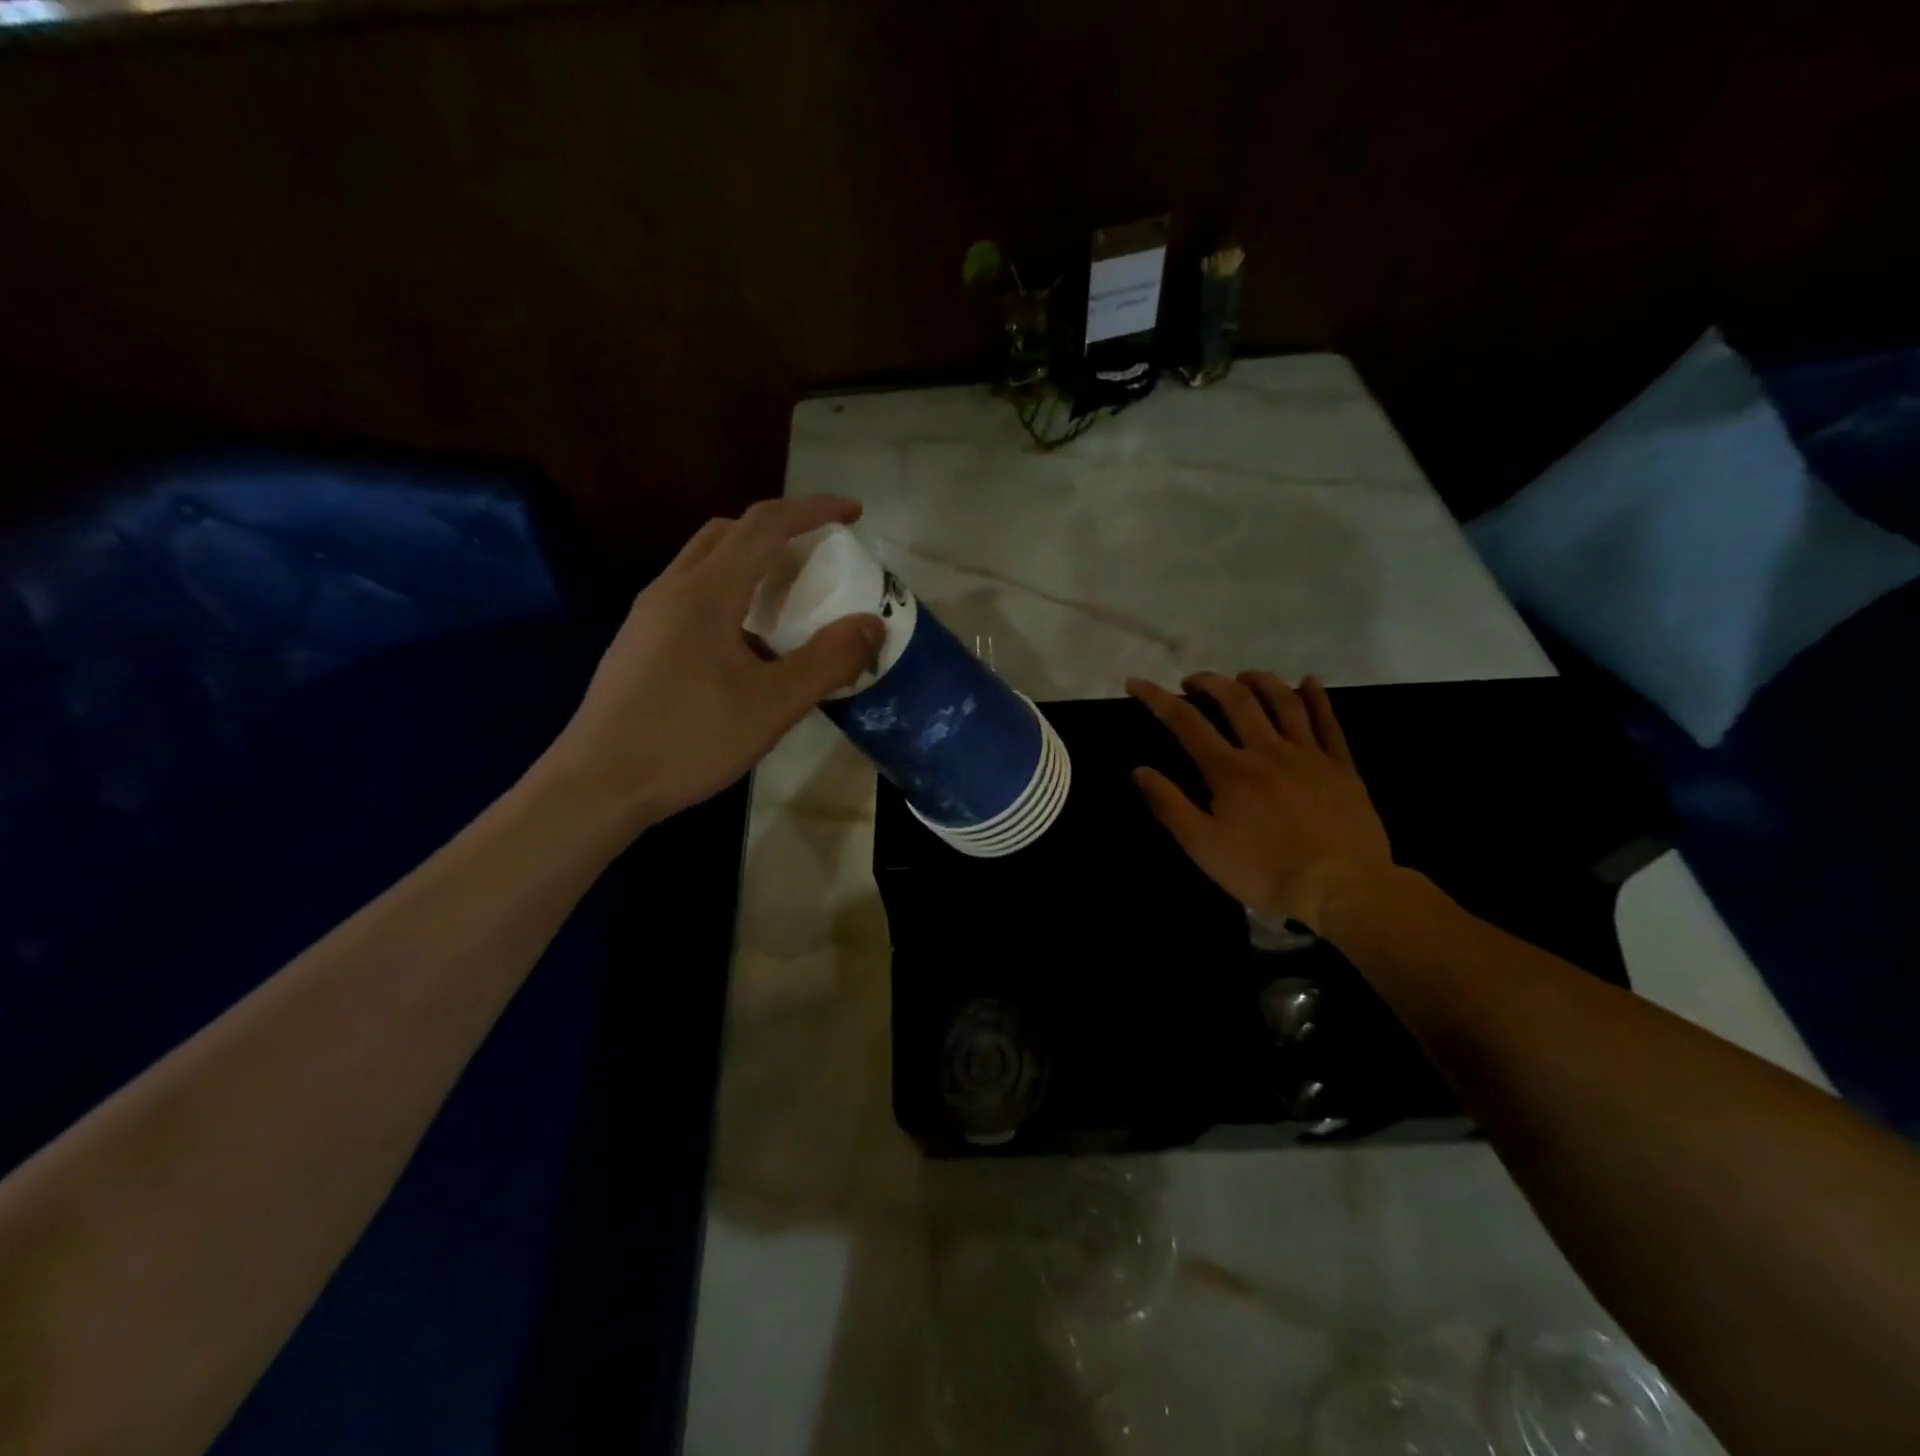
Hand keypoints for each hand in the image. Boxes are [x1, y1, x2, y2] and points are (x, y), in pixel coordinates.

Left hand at [549, 496, 883, 828]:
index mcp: (706, 592)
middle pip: (730, 532)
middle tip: (820, 555)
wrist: (597, 785)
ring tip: (788, 598)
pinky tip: (746, 642)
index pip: (765, 525)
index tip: (853, 513)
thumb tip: (872, 625)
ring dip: (752, 561)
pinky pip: (692, 593)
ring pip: (706, 562)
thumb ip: (827, 661)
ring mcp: (648, 614)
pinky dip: (730, 592)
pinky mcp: (639, 641)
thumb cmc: (688, 741)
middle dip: (781, 530)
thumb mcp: (772, 706)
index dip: (813, 510)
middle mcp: (672, 588)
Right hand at [1126, 671, 1395, 935]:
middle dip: (1209, 682)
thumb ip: (1169, 805)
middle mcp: (1267, 751)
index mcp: (1229, 770)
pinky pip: (1329, 723)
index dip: (1157, 698)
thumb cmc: (1263, 871)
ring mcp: (1308, 755)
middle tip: (1192, 682)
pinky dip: (1318, 698)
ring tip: (1243, 676)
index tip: (1136, 683)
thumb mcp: (1202, 846)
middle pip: (1236, 700)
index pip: (1186, 722)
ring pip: (1283, 702)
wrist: (1341, 887)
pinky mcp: (1341, 768)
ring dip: (1259, 681)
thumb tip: (1139, 770)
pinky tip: (1310, 681)